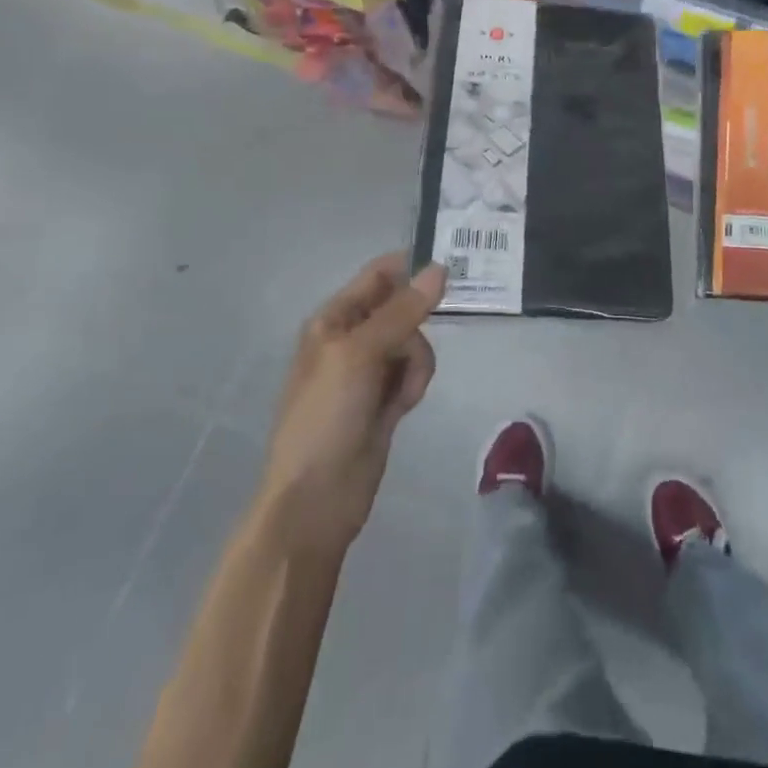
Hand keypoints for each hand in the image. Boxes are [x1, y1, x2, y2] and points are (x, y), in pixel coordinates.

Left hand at [258, 253, 444, 556]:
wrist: (316, 499)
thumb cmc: (327, 416)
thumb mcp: (360, 354)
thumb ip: (402, 310)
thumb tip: (440, 268)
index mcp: (333, 319)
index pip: (380, 274)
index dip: (412, 268)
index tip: (450, 272)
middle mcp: (351, 337)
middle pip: (404, 308)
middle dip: (415, 329)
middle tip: (408, 355)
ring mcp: (369, 370)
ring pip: (414, 342)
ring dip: (416, 363)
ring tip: (401, 393)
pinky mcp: (385, 398)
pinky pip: (414, 372)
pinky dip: (413, 385)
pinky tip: (401, 409)